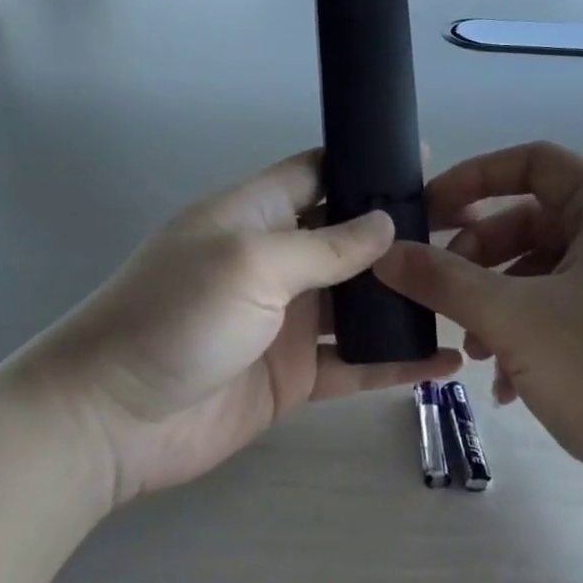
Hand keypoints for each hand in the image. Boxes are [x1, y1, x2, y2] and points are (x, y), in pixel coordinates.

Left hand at [28, 151, 460, 504]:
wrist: (113, 419)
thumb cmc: (177, 315)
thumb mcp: (252, 261)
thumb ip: (325, 244)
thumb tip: (387, 224)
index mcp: (256, 214)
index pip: (318, 172)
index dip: (366, 165)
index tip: (425, 163)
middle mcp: (276, 260)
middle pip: (348, 236)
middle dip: (400, 233)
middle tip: (468, 232)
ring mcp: (286, 320)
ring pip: (359, 300)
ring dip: (404, 296)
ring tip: (469, 290)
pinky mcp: (293, 375)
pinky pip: (355, 362)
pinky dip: (395, 360)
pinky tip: (445, 360)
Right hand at [375, 142, 582, 542]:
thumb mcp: (515, 322)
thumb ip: (442, 280)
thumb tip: (383, 254)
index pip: (530, 163)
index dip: (470, 180)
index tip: (424, 213)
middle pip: (531, 218)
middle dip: (478, 255)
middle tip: (439, 290)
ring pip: (543, 267)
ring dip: (497, 300)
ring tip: (472, 349)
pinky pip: (566, 303)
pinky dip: (528, 328)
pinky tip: (506, 378)